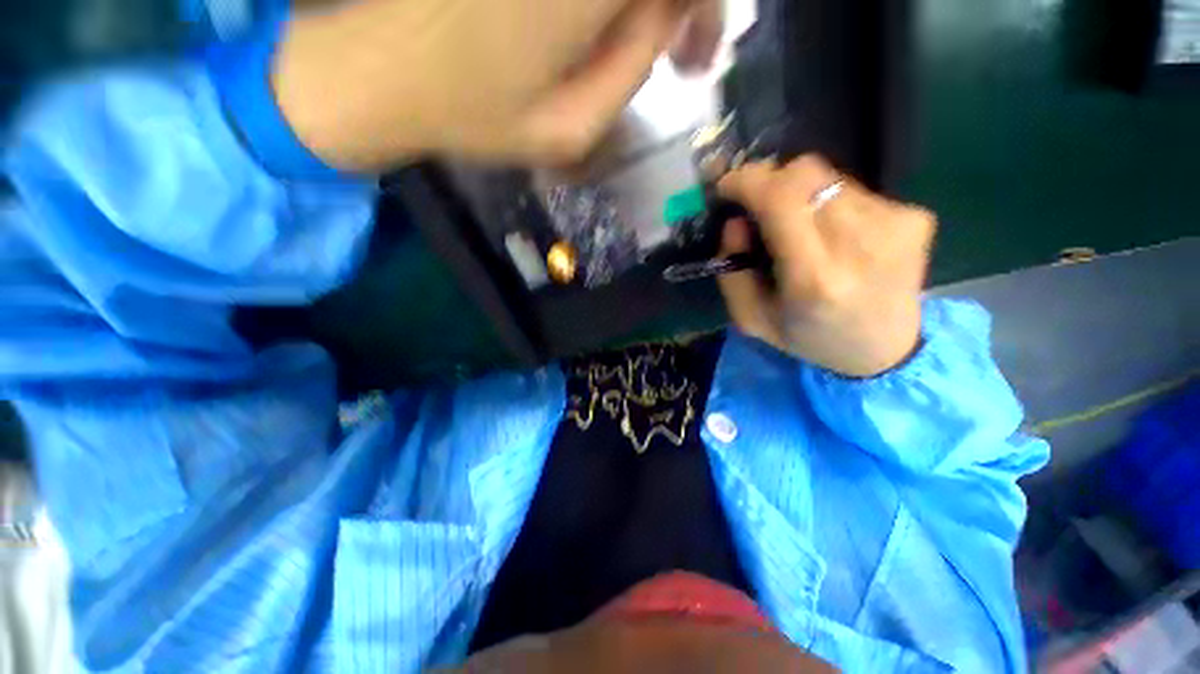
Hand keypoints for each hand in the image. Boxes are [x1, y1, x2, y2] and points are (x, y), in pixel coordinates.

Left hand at [273, 0, 721, 171]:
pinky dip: (607, 6)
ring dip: (643, 9)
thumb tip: (664, 24)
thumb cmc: (474, 114)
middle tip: (679, 52)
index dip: (707, 12)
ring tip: (640, 44)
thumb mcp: (569, 131)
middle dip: (683, 5)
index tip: (697, 60)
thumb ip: (629, 76)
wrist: (380, 72)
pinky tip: (596, 28)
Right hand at [716, 156, 935, 377]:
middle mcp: (861, 244)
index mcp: (815, 278)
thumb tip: (735, 223)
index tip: (728, 187)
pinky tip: (834, 234)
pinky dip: (829, 203)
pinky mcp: (915, 217)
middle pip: (805, 173)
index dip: (748, 181)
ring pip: (828, 177)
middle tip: (758, 207)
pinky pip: (853, 189)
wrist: (885, 350)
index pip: (781, 199)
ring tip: (799, 228)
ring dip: (800, 195)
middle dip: (771, 182)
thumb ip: (733, 274)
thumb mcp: (752, 319)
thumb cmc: (809, 338)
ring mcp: (895, 225)